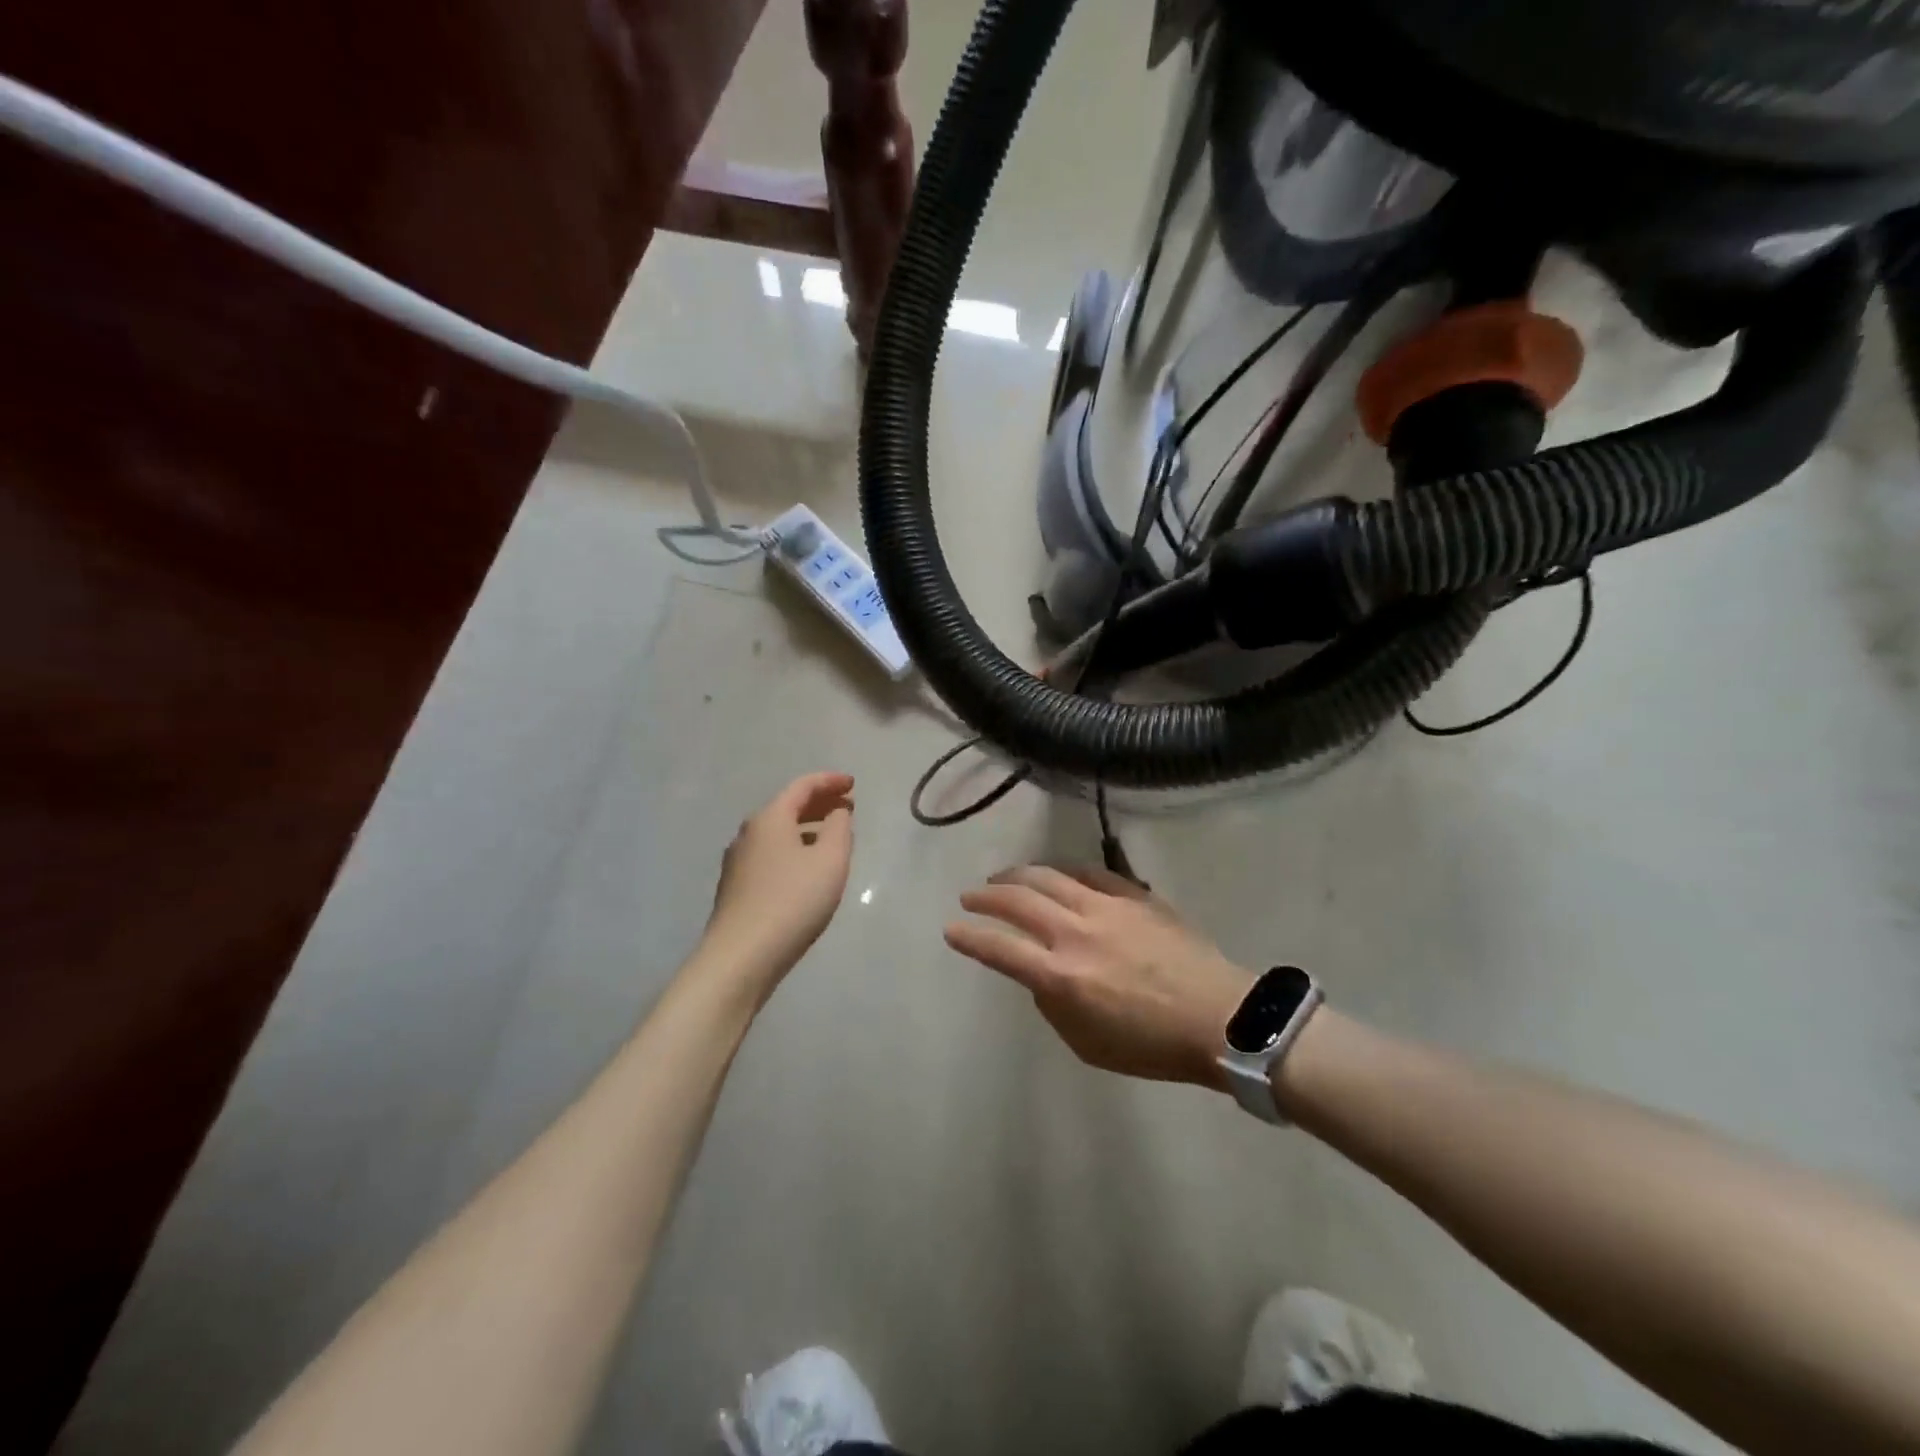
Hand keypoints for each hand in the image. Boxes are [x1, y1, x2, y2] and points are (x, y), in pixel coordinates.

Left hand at [702, 772, 854, 981]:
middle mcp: (748, 833)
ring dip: (807, 827)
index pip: (803, 786)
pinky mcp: (736, 887)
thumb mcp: (830, 860)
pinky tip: (807, 867)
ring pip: (778, 832)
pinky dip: (793, 848)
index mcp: (770, 818)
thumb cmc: (792, 901)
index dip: (830, 781)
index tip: (853, 784)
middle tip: (847, 807)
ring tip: (833, 837)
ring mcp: (738, 861)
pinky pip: (771, 853)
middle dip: (819, 803)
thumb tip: (837, 812)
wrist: (741, 956)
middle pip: (787, 807)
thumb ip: (839, 828)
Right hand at [945, 865, 1253, 1088]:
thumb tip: (1040, 975)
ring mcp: (1106, 908)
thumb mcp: (1087, 1044)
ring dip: (1019, 875)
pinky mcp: (1134, 896)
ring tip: (1003, 878)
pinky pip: (1091, 872)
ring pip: (1050, 877)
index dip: (969, 937)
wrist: (1219, 1017)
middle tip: (971, 896)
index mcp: (1061, 976)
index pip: (1001, 948)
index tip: (951, 929)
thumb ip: (1053, 1006)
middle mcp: (1076, 933)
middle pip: (1018, 901)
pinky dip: (1065, 871)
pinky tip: (1056, 873)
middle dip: (986, 897)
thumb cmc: (1151, 1044)